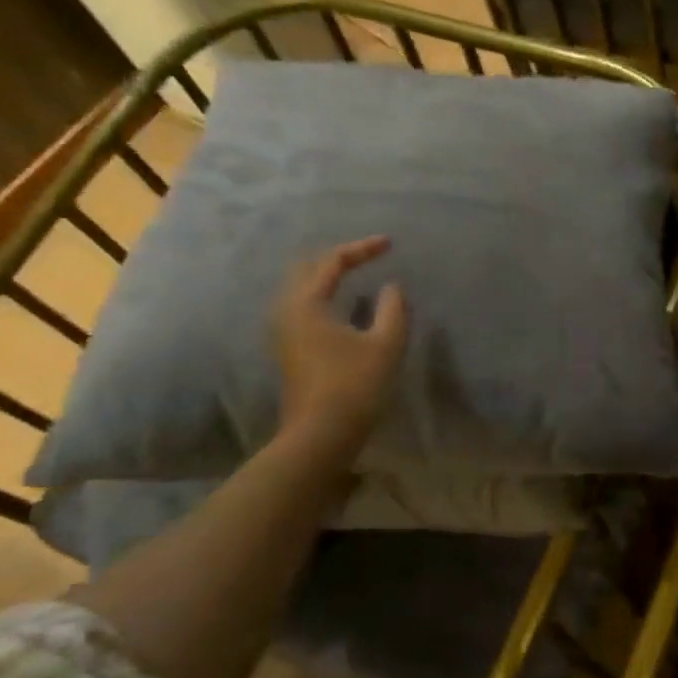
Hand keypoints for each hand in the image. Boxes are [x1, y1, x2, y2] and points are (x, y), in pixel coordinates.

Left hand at [273, 236, 408, 461]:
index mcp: (307, 303)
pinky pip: (302, 307)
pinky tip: (344, 307)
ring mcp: (283, 332)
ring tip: (356, 276)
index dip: (363, 248)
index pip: (332, 261)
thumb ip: (393, 309)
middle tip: (368, 256)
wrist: (321, 434)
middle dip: (338, 258)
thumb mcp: (386, 344)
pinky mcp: (289, 350)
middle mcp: (287, 311)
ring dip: (328, 277)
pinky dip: (324, 296)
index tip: (390, 244)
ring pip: (301, 289)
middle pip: (307, 269)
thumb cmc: (355, 385)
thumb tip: (392, 287)